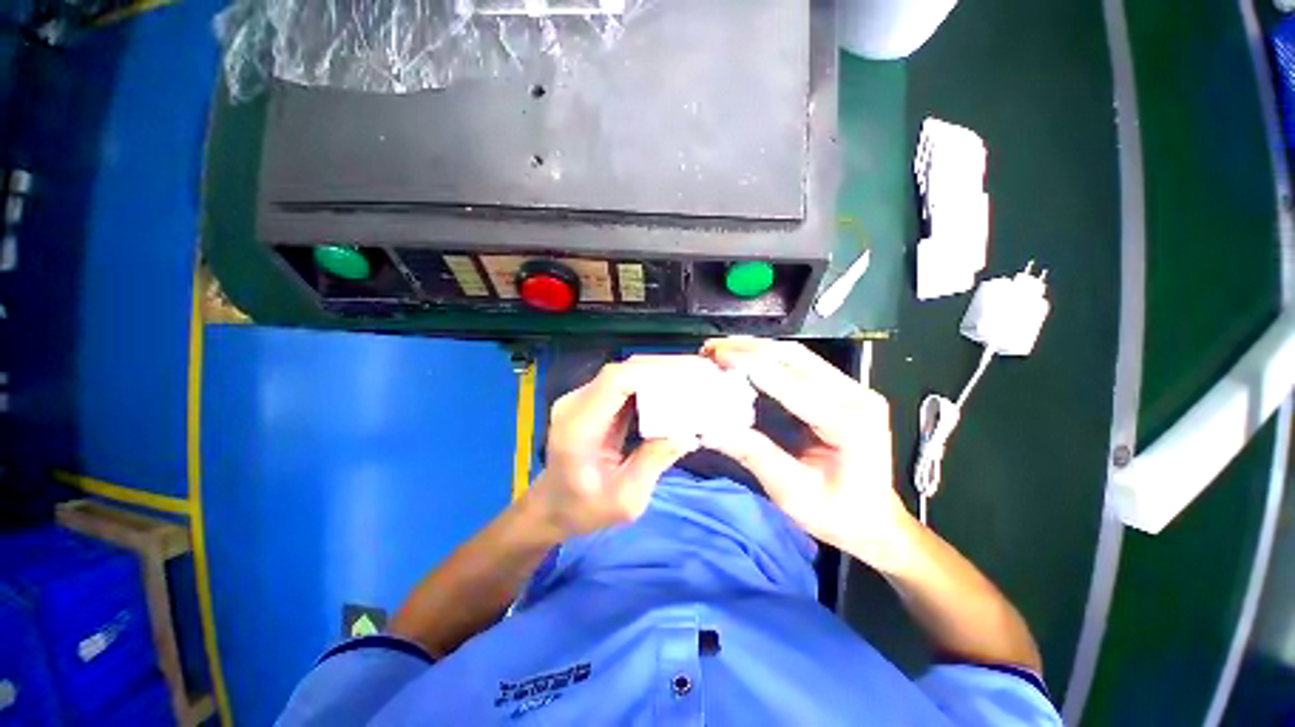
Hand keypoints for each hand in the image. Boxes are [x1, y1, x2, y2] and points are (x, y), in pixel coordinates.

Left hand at [526, 356, 708, 539]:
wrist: (553, 506)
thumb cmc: (585, 510)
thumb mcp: (626, 499)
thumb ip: (654, 461)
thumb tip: (687, 432)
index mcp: (578, 426)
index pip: (615, 381)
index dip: (651, 375)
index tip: (686, 382)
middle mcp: (576, 403)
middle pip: (622, 372)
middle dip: (662, 371)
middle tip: (698, 379)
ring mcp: (583, 399)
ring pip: (626, 374)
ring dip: (658, 376)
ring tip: (691, 382)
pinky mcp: (592, 401)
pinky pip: (625, 385)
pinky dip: (650, 386)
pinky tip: (672, 393)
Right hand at [700, 337, 917, 569]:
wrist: (874, 521)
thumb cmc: (836, 514)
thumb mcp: (791, 492)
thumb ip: (753, 454)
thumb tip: (710, 429)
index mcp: (849, 424)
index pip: (793, 383)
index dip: (751, 366)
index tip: (717, 357)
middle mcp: (856, 396)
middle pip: (796, 358)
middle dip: (749, 349)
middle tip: (712, 349)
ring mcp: (853, 389)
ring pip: (798, 355)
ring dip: (757, 349)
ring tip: (722, 349)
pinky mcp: (844, 389)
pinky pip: (801, 364)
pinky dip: (769, 358)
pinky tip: (745, 358)